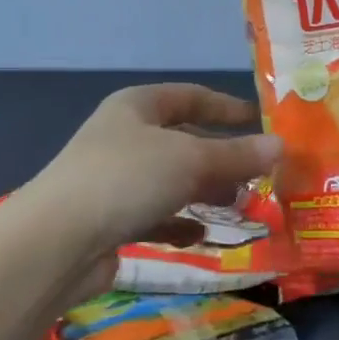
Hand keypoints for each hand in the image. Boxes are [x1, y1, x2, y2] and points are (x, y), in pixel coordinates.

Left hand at [24, 84, 282, 261]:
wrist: (57, 242)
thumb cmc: (127, 179)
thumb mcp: (191, 160)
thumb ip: (237, 155)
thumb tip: (281, 146)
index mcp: (137, 107)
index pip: (190, 97)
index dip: (227, 107)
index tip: (261, 121)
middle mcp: (124, 138)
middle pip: (183, 140)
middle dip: (221, 157)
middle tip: (258, 174)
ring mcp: (115, 180)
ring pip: (171, 180)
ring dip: (204, 192)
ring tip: (239, 206)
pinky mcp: (110, 220)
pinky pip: (155, 215)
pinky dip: (178, 223)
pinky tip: (199, 234)